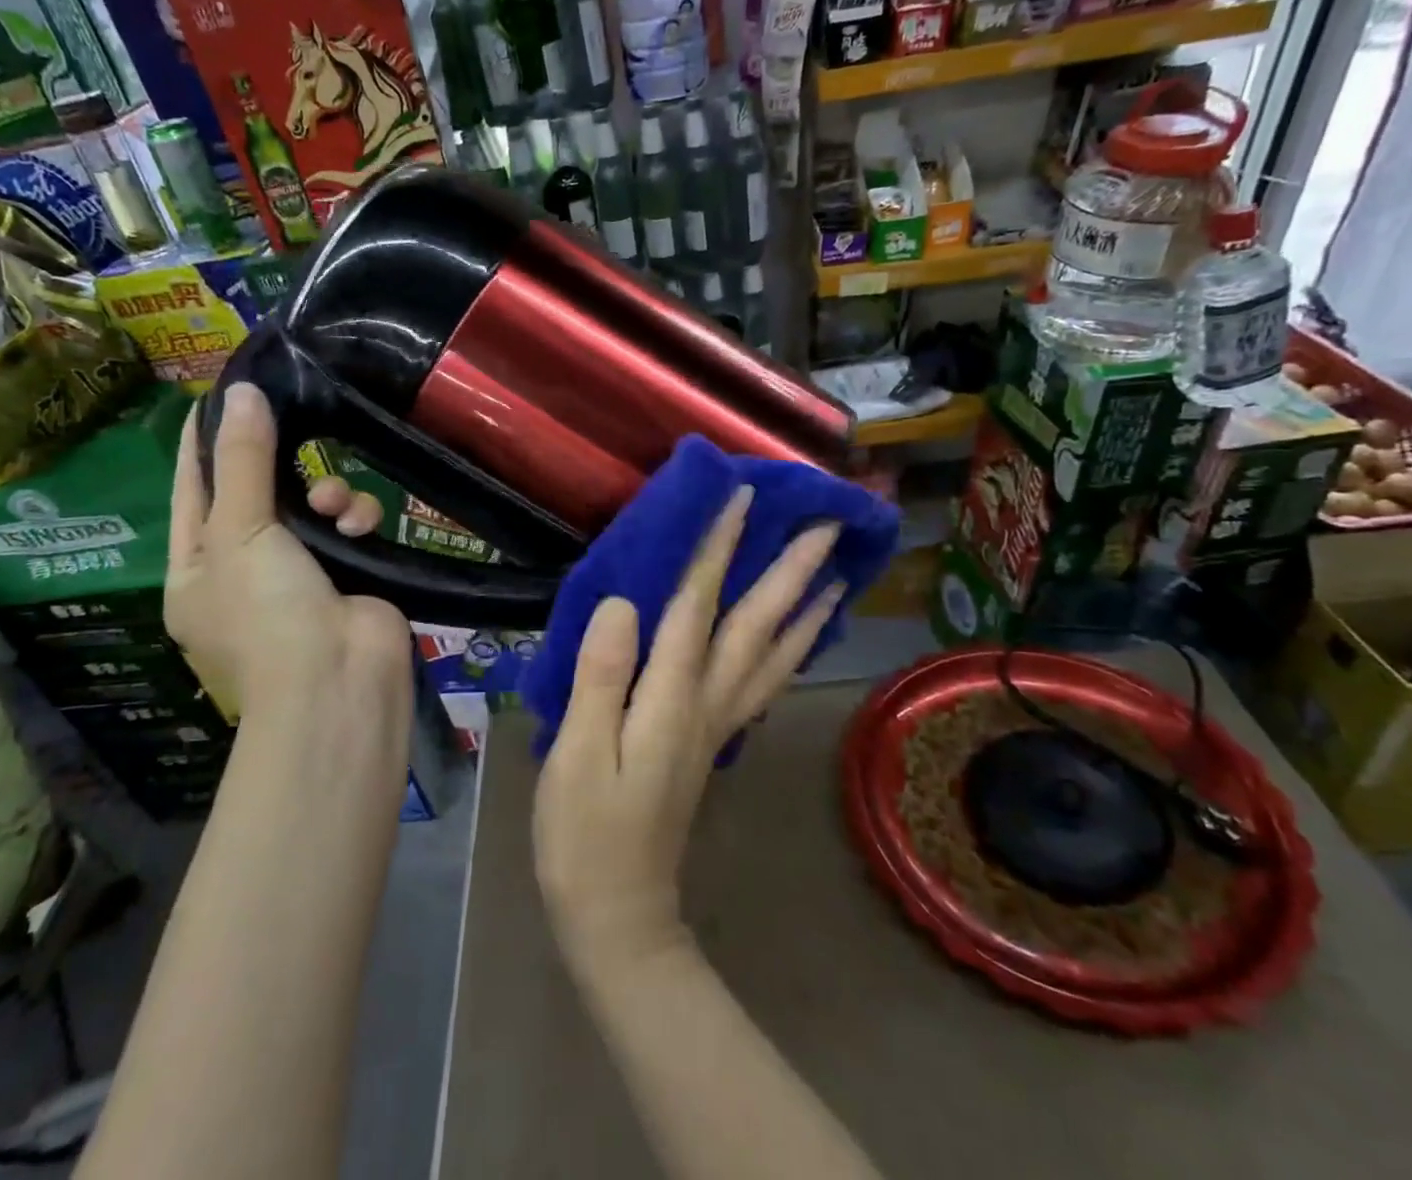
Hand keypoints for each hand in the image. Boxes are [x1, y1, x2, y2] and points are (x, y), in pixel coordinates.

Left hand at [166, 383, 413, 748]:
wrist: (339, 681)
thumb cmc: (267, 611)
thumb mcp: (239, 531)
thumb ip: (241, 459)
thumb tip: (240, 391)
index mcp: (197, 567)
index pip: (193, 488)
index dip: (203, 441)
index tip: (222, 393)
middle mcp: (246, 569)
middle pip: (259, 491)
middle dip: (278, 462)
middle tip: (294, 420)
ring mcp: (301, 573)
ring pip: (312, 503)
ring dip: (327, 492)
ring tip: (336, 505)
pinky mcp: (351, 571)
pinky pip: (350, 524)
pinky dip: (356, 518)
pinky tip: (361, 526)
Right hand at [532, 486, 844, 971]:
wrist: (619, 914)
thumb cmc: (585, 833)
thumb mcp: (576, 753)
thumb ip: (601, 676)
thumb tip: (623, 603)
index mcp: (672, 698)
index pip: (699, 606)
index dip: (718, 548)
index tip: (741, 497)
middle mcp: (708, 704)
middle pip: (756, 626)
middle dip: (790, 571)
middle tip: (827, 527)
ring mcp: (717, 725)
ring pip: (773, 656)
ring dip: (805, 611)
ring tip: (835, 577)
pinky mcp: (712, 741)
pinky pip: (763, 684)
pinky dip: (789, 654)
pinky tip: (797, 640)